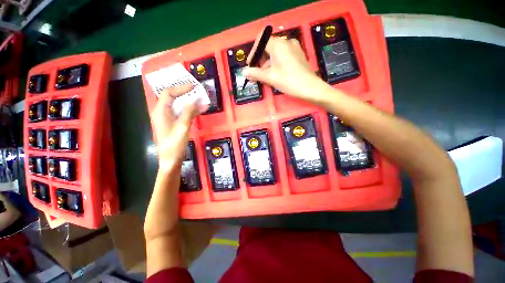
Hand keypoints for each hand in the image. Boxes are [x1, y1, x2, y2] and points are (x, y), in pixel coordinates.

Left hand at [151, 84, 203, 169]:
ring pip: (179, 105)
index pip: (168, 93)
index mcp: (161, 111)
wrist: (171, 159)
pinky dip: (191, 110)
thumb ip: (188, 111)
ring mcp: (169, 118)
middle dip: (185, 93)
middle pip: (173, 98)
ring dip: (190, 102)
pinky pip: (183, 113)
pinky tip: (201, 109)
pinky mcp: (174, 123)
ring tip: (202, 99)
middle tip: (198, 91)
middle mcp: (163, 112)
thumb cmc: (174, 144)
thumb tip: (195, 98)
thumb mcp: (182, 127)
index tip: (193, 87)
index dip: (180, 88)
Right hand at [243, 35, 324, 102]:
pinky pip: (283, 56)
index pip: (261, 41)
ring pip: (276, 53)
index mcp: (278, 44)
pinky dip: (276, 64)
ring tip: (265, 78)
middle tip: (256, 74)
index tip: (250, 65)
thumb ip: (255, 73)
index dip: (253, 53)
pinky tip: (275, 75)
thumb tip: (244, 71)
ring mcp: (294, 48)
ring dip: (268, 64)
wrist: (310, 88)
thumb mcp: (270, 77)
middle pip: (268, 48)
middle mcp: (286, 42)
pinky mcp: (298, 55)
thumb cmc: (288, 81)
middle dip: (260, 61)